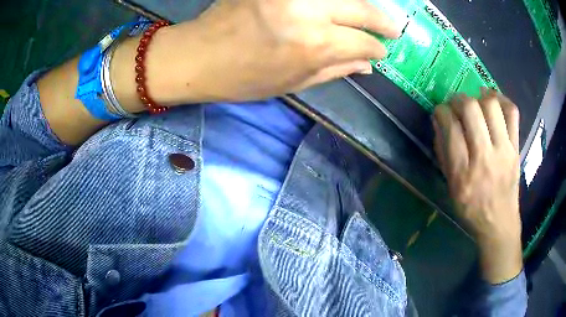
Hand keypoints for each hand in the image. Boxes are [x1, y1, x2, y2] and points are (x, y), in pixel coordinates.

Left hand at [118, 0, 399, 107]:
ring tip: (367, 15)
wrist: (197, 55)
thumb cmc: (242, 79)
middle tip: (393, 27)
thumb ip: (335, 71)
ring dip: (361, 5)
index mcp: (313, 44)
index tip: (381, 51)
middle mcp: (308, 10)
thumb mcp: (292, 84)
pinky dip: (334, 0)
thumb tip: (368, 66)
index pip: (363, 42)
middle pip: (362, 8)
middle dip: (383, 20)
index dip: (376, 49)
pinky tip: (339, 7)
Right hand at [433, 90, 522, 283]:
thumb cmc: (471, 209)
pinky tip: (494, 102)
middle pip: (471, 109)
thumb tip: (440, 121)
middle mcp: (484, 158)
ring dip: (479, 97)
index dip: (441, 111)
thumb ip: (443, 153)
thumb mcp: (450, 187)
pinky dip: (502, 100)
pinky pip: (512, 112)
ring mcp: (504, 151)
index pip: (450, 127)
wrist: (499, 222)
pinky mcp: (516, 147)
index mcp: (463, 173)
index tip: (440, 111)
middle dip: (458, 99)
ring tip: (476, 100)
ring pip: (491, 106)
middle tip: (456, 103)